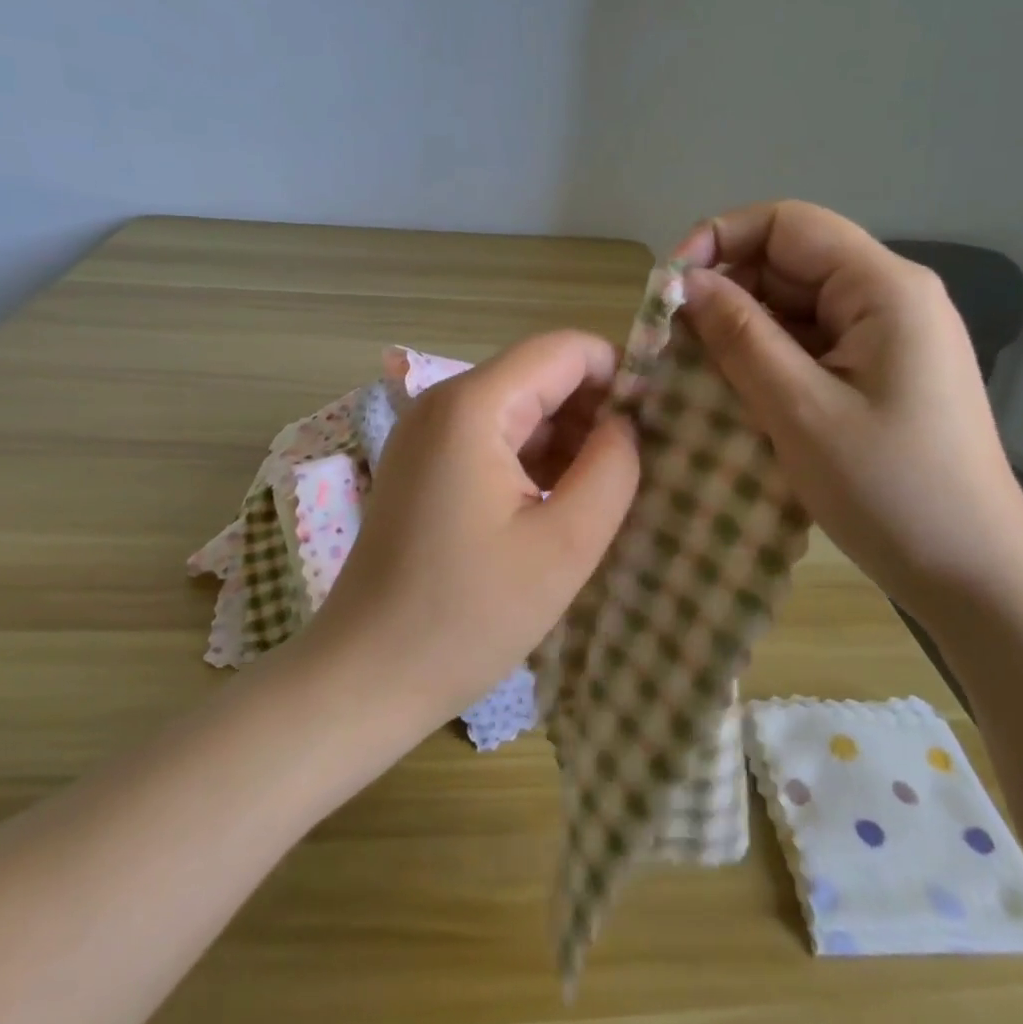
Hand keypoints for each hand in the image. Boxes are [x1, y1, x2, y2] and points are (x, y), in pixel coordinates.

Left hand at [294, 330, 640, 735]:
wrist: (366, 674)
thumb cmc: (468, 615)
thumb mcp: (565, 545)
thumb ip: (612, 468)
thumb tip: (624, 424)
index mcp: (474, 406)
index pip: (566, 348)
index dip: (619, 375)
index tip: (656, 426)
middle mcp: (443, 402)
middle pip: (540, 374)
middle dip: (593, 412)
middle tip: (633, 471)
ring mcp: (426, 432)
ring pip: (518, 407)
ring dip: (565, 440)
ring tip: (599, 496)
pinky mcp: (422, 464)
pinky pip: (491, 437)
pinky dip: (531, 459)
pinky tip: (554, 507)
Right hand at [675, 201, 1022, 608]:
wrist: (975, 575)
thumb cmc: (889, 490)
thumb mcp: (799, 409)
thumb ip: (740, 336)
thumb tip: (685, 282)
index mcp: (883, 288)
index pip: (787, 224)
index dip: (720, 240)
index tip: (669, 288)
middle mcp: (890, 297)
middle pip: (790, 263)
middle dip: (726, 292)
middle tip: (671, 342)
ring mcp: (889, 338)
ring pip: (796, 307)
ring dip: (741, 331)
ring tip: (693, 371)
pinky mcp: (881, 374)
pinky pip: (811, 345)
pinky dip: (767, 360)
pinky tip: (734, 392)